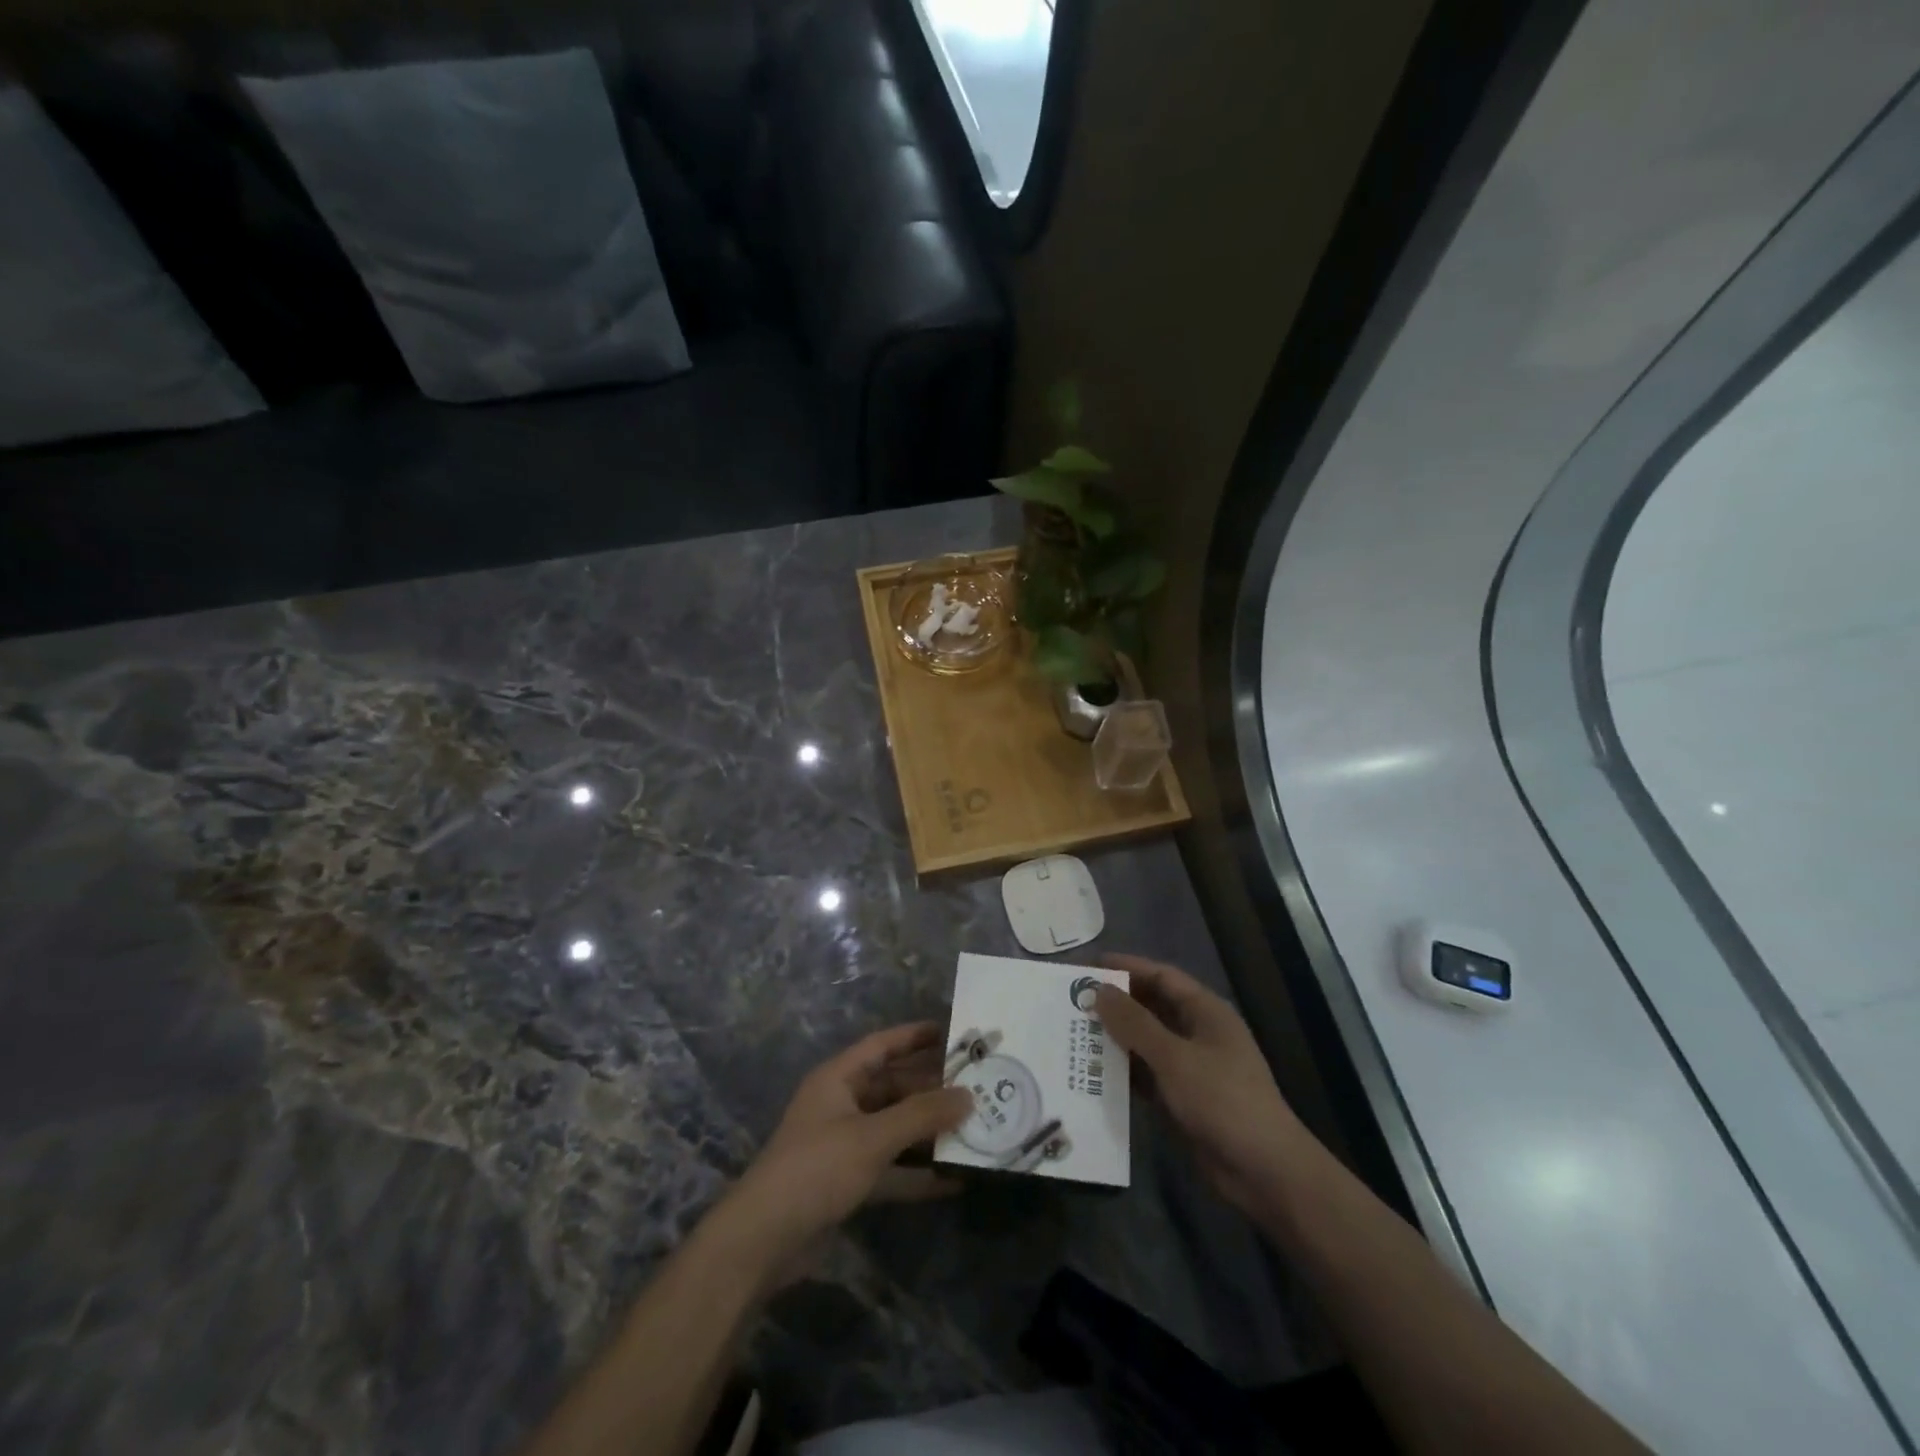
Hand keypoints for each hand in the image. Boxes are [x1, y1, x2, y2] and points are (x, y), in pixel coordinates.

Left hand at [713, 1023, 971, 1286]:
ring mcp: (844, 1145)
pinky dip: (918, 1173)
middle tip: (976, 1085)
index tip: (953, 1033)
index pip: (882, 1045)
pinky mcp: (848, 1182)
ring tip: (974, 1126)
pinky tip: (954, 1179)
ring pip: (895, 1127)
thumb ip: (921, 1115)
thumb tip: (968, 1096)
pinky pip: (891, 1168)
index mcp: (838, 1078)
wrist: (763, 1242)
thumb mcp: (872, 1137)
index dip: (915, 1036)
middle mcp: (841, 1104)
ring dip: (929, 1130)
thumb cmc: (816, 1169)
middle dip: (932, 1087)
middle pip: (893, 1087)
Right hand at [1094, 954, 1310, 1220]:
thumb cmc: (1222, 1100)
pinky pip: (1146, 1074)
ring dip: (1115, 1037)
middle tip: (1073, 1001)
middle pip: (1151, 1007)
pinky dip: (1123, 1071)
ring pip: (1146, 1042)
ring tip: (1074, 1032)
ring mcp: (1191, 1067)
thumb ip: (1134, 1023)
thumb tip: (1099, 990)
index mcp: (1205, 1012)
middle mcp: (1198, 1033)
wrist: (1264, 1171)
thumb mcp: (1174, 1057)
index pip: (1161, 976)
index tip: (1088, 966)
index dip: (1126, 968)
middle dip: (1116, 1003)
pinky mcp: (1183, 1098)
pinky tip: (1092, 1071)